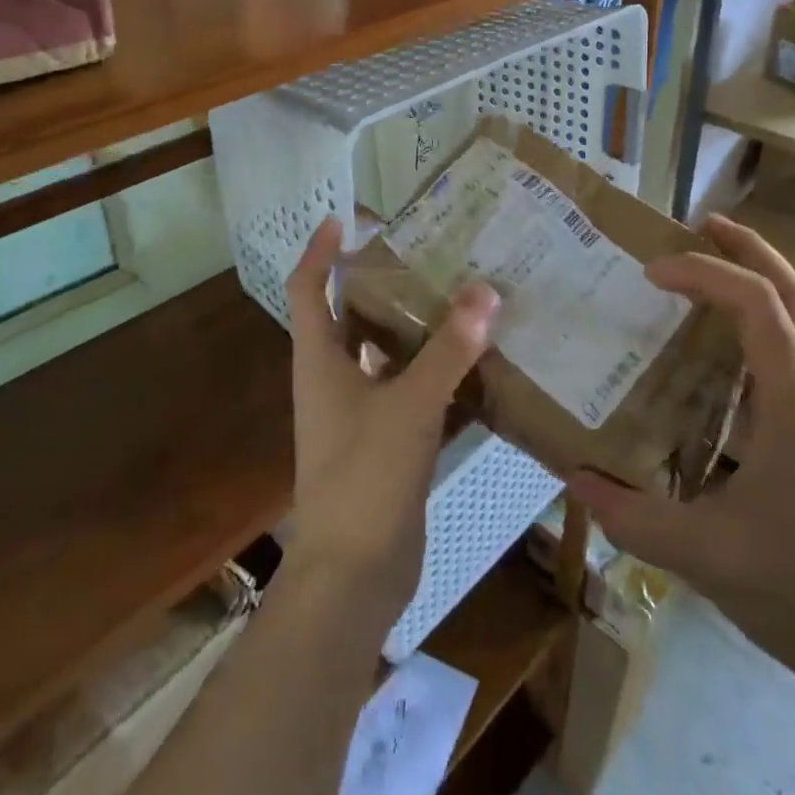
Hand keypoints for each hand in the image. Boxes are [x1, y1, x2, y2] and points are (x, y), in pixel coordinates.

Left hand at [285, 218, 497, 620]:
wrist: (353, 576)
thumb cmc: (365, 478)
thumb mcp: (410, 405)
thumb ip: (448, 350)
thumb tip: (485, 291)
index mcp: (320, 361)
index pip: (309, 289)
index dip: (321, 250)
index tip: (347, 218)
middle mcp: (335, 379)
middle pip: (352, 315)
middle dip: (382, 283)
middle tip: (428, 253)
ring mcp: (360, 414)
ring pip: (387, 354)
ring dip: (417, 328)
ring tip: (461, 297)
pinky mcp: (387, 443)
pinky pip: (412, 393)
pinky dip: (439, 376)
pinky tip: (479, 365)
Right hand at [569, 215, 794, 710]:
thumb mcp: (706, 556)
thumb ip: (632, 518)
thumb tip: (572, 480)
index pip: (755, 305)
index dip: (704, 273)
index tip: (652, 270)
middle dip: (749, 249)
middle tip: (701, 223)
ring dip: (760, 282)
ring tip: (710, 271)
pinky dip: (761, 328)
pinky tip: (724, 356)